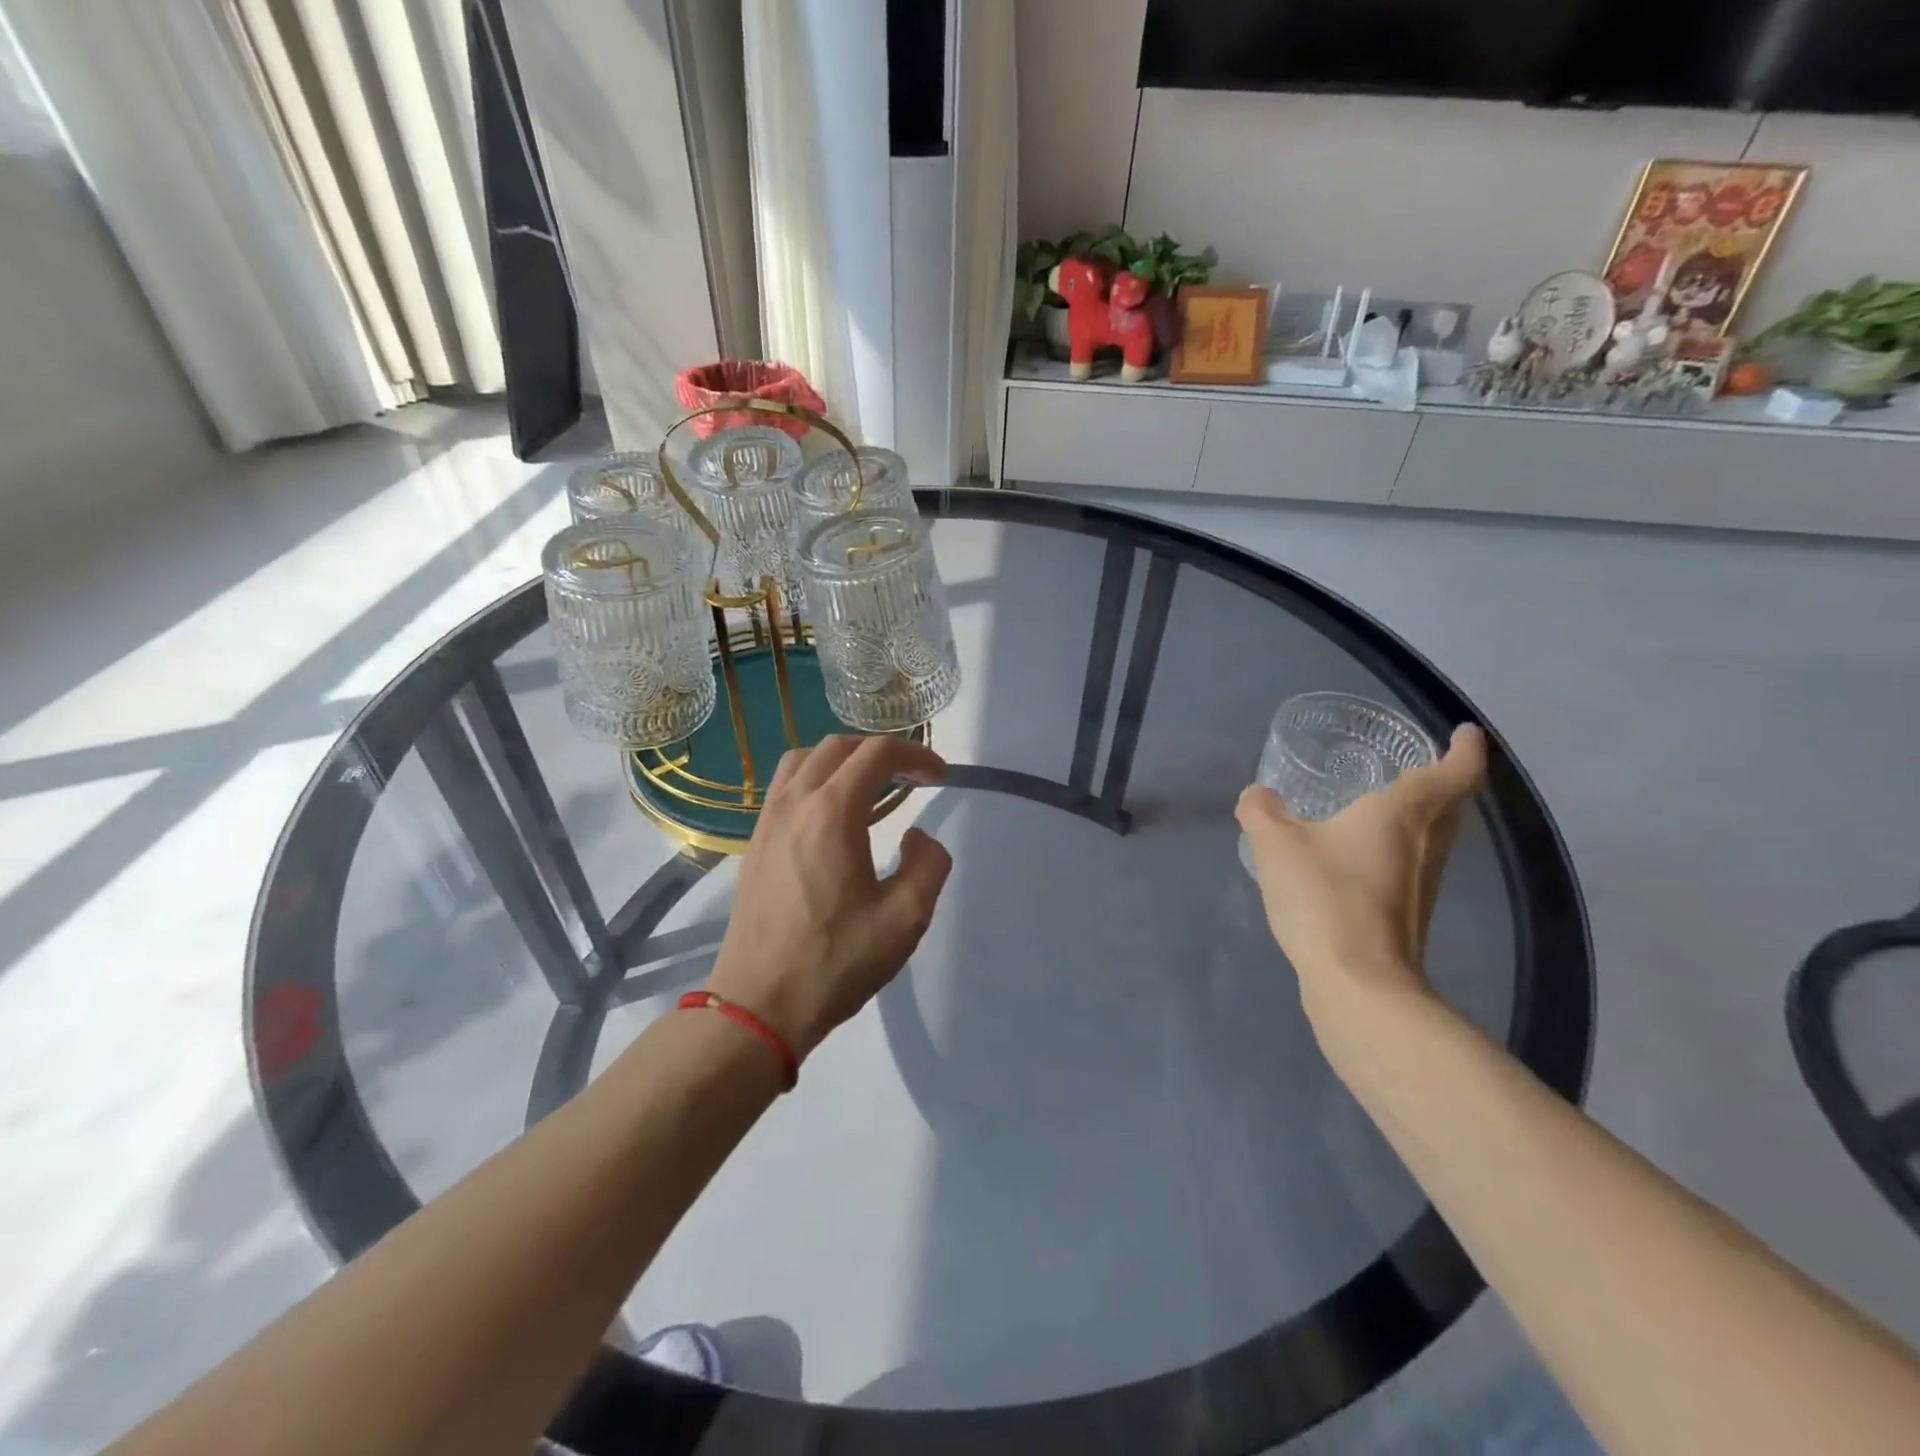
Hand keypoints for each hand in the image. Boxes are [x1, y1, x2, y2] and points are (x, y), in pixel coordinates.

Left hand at [705, 735, 951, 1059]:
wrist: (759, 1004)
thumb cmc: (836, 961)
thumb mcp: (905, 918)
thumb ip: (928, 864)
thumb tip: (917, 836)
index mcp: (832, 813)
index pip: (876, 753)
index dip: (915, 755)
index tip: (940, 776)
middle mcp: (795, 803)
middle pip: (839, 746)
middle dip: (881, 752)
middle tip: (911, 779)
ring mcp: (768, 820)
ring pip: (804, 759)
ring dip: (843, 760)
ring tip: (870, 787)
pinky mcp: (755, 842)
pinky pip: (785, 786)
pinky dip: (815, 778)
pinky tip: (832, 814)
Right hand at [1236, 724, 1486, 1026]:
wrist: (1357, 982)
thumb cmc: (1324, 896)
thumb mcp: (1275, 844)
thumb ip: (1261, 812)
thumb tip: (1258, 795)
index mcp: (1404, 814)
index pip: (1455, 771)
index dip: (1465, 748)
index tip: (1464, 732)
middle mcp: (1428, 844)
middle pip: (1452, 804)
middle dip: (1445, 779)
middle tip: (1417, 762)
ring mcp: (1423, 884)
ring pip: (1437, 836)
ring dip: (1424, 815)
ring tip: (1385, 803)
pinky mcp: (1409, 914)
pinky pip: (1413, 864)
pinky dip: (1400, 847)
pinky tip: (1361, 855)